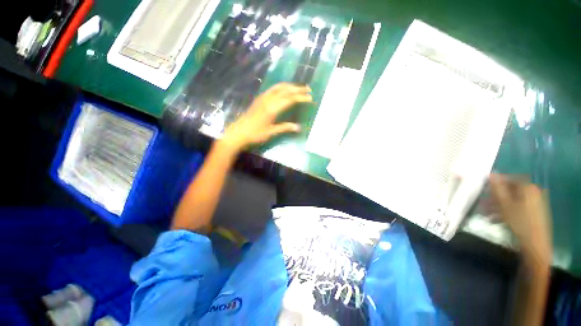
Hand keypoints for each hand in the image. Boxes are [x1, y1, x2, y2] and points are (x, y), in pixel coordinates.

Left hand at [220, 83, 311, 151]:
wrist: (238, 132)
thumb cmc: (255, 134)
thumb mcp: (271, 132)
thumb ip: (285, 128)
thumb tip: (298, 127)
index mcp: (272, 108)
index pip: (290, 99)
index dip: (301, 98)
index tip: (310, 98)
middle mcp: (268, 100)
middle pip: (285, 90)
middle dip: (298, 89)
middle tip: (308, 89)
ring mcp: (263, 98)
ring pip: (278, 87)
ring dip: (290, 86)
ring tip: (298, 88)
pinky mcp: (259, 99)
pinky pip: (273, 89)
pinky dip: (281, 87)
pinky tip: (284, 90)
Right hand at [489, 174, 551, 266]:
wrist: (535, 245)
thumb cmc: (519, 222)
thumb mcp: (504, 205)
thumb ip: (497, 188)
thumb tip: (491, 173)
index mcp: (528, 188)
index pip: (510, 178)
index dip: (496, 182)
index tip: (484, 189)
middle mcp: (533, 193)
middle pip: (510, 190)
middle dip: (495, 197)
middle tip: (483, 203)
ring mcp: (535, 204)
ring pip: (512, 200)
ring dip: (498, 206)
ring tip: (486, 214)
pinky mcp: (534, 213)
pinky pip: (517, 208)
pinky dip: (506, 212)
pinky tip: (495, 220)